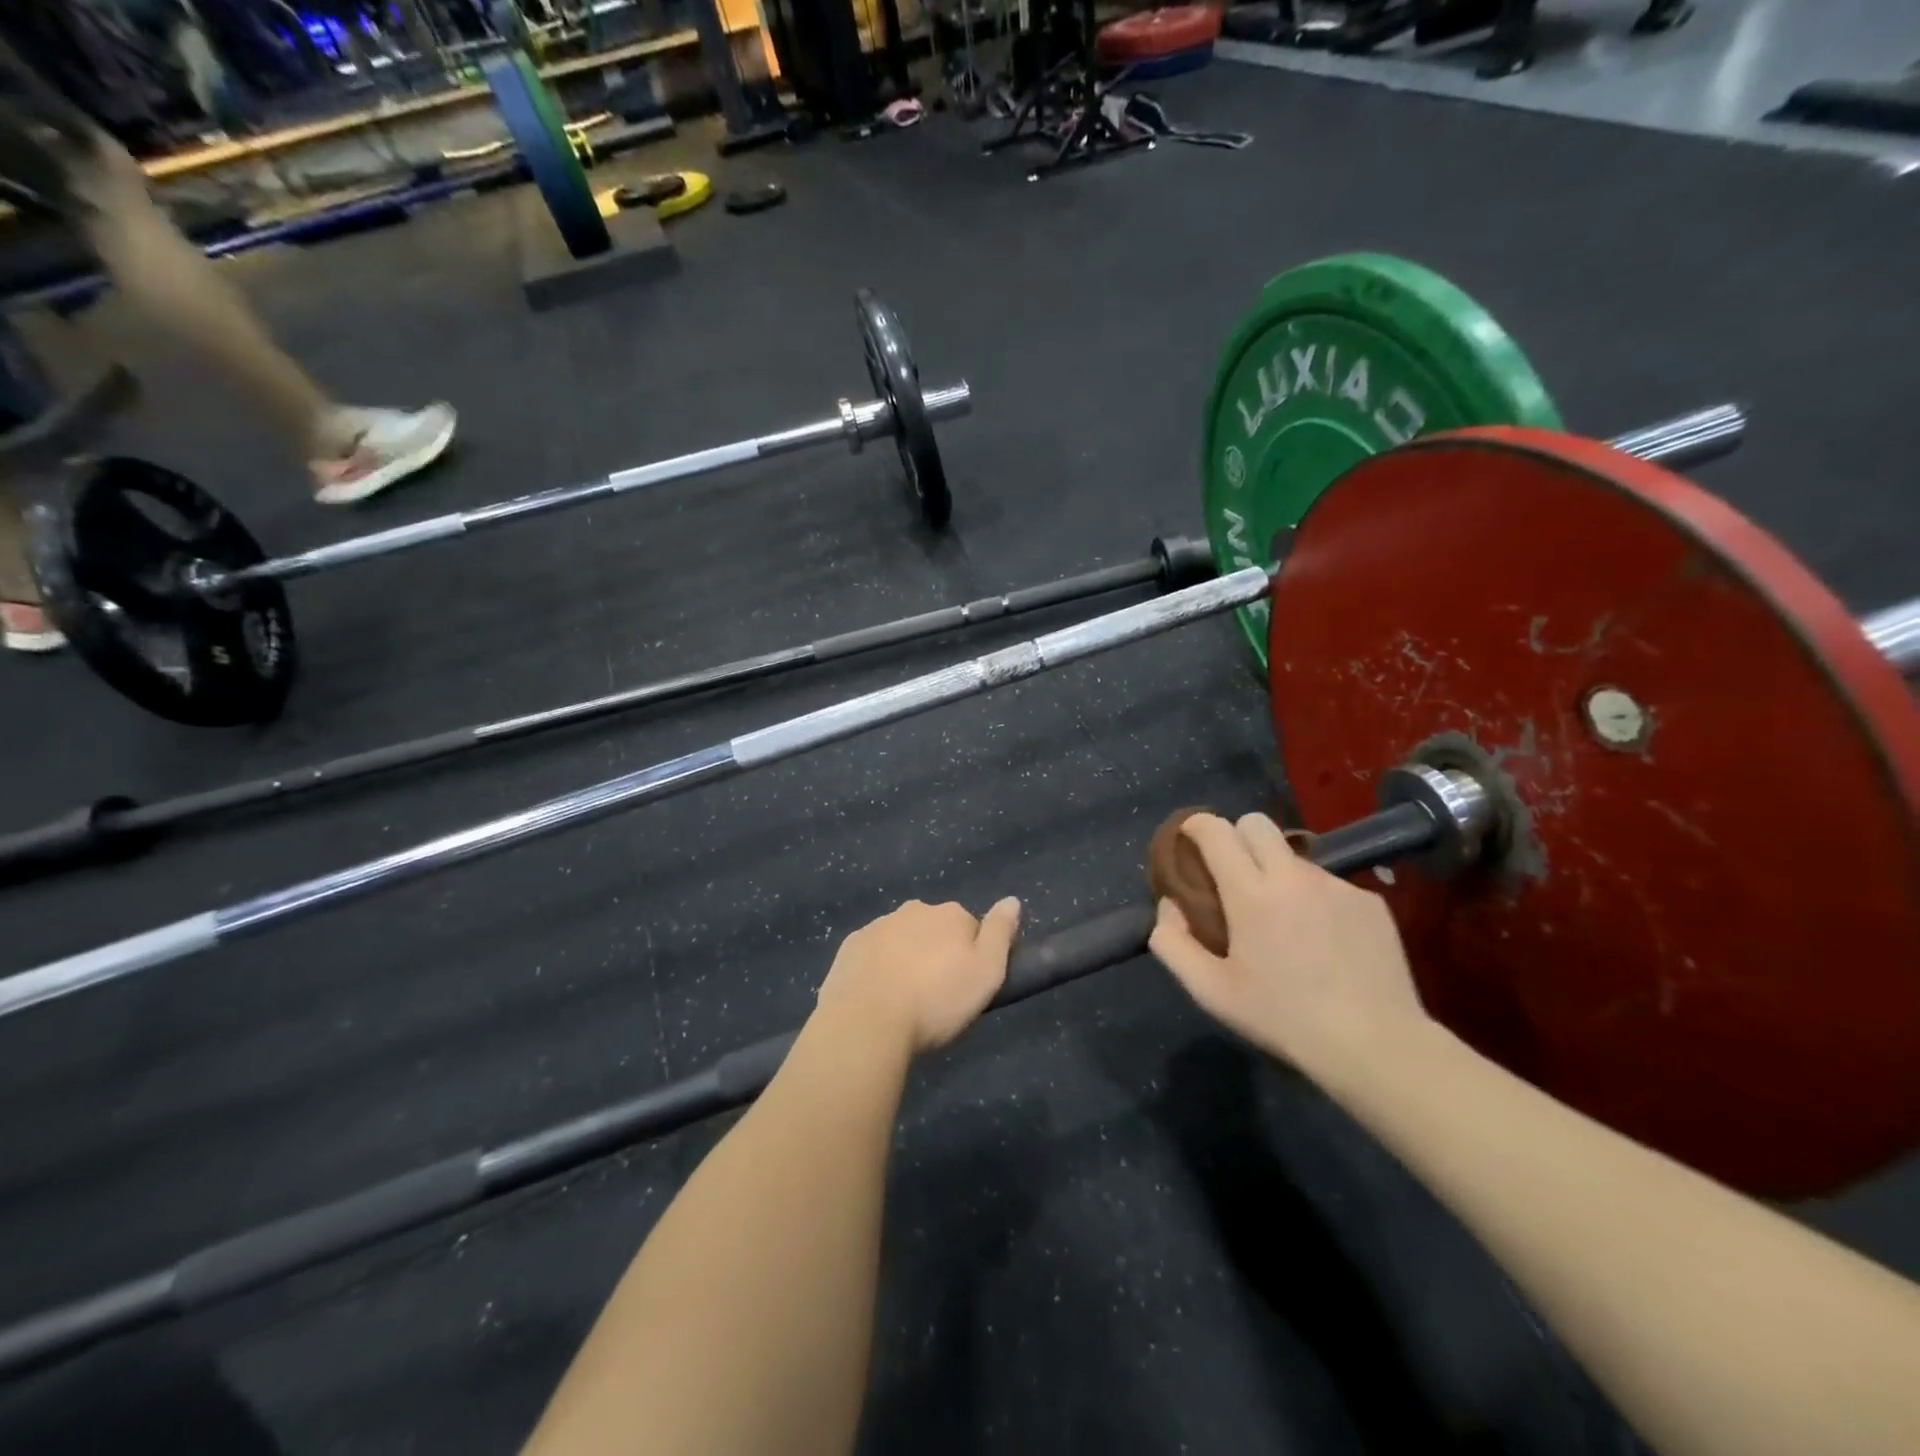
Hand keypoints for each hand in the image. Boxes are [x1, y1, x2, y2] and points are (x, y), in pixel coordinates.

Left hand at [816, 897, 1021, 1054]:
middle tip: (936, 996)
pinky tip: (877, 997)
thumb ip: (1001, 933)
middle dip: (937, 954)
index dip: (971, 956)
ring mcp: (878, 926)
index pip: (970, 928)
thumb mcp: (986, 973)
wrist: (867, 1022)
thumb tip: (1012, 900)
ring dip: (906, 959)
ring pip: (902, 939)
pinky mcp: (850, 947)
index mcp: (950, 915)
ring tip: (905, 1002)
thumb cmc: (935, 1001)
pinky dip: (877, 968)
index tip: (965, 986)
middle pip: (934, 930)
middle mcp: (914, 910)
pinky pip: (872, 954)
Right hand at [1149, 813, 1427, 1075]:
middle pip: (1256, 823)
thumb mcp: (1210, 991)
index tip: (1188, 840)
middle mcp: (1293, 876)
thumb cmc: (1282, 1018)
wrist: (1374, 1044)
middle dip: (1236, 836)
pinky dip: (1314, 899)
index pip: (1216, 830)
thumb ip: (1172, 942)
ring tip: (1283, 920)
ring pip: (1294, 856)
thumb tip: (1169, 905)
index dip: (1196, 826)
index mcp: (1250, 892)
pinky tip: (1323, 941)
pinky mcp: (1369, 901)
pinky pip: (1329, 883)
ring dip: (1276, 872)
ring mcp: (1336, 885)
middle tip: (1232, 875)